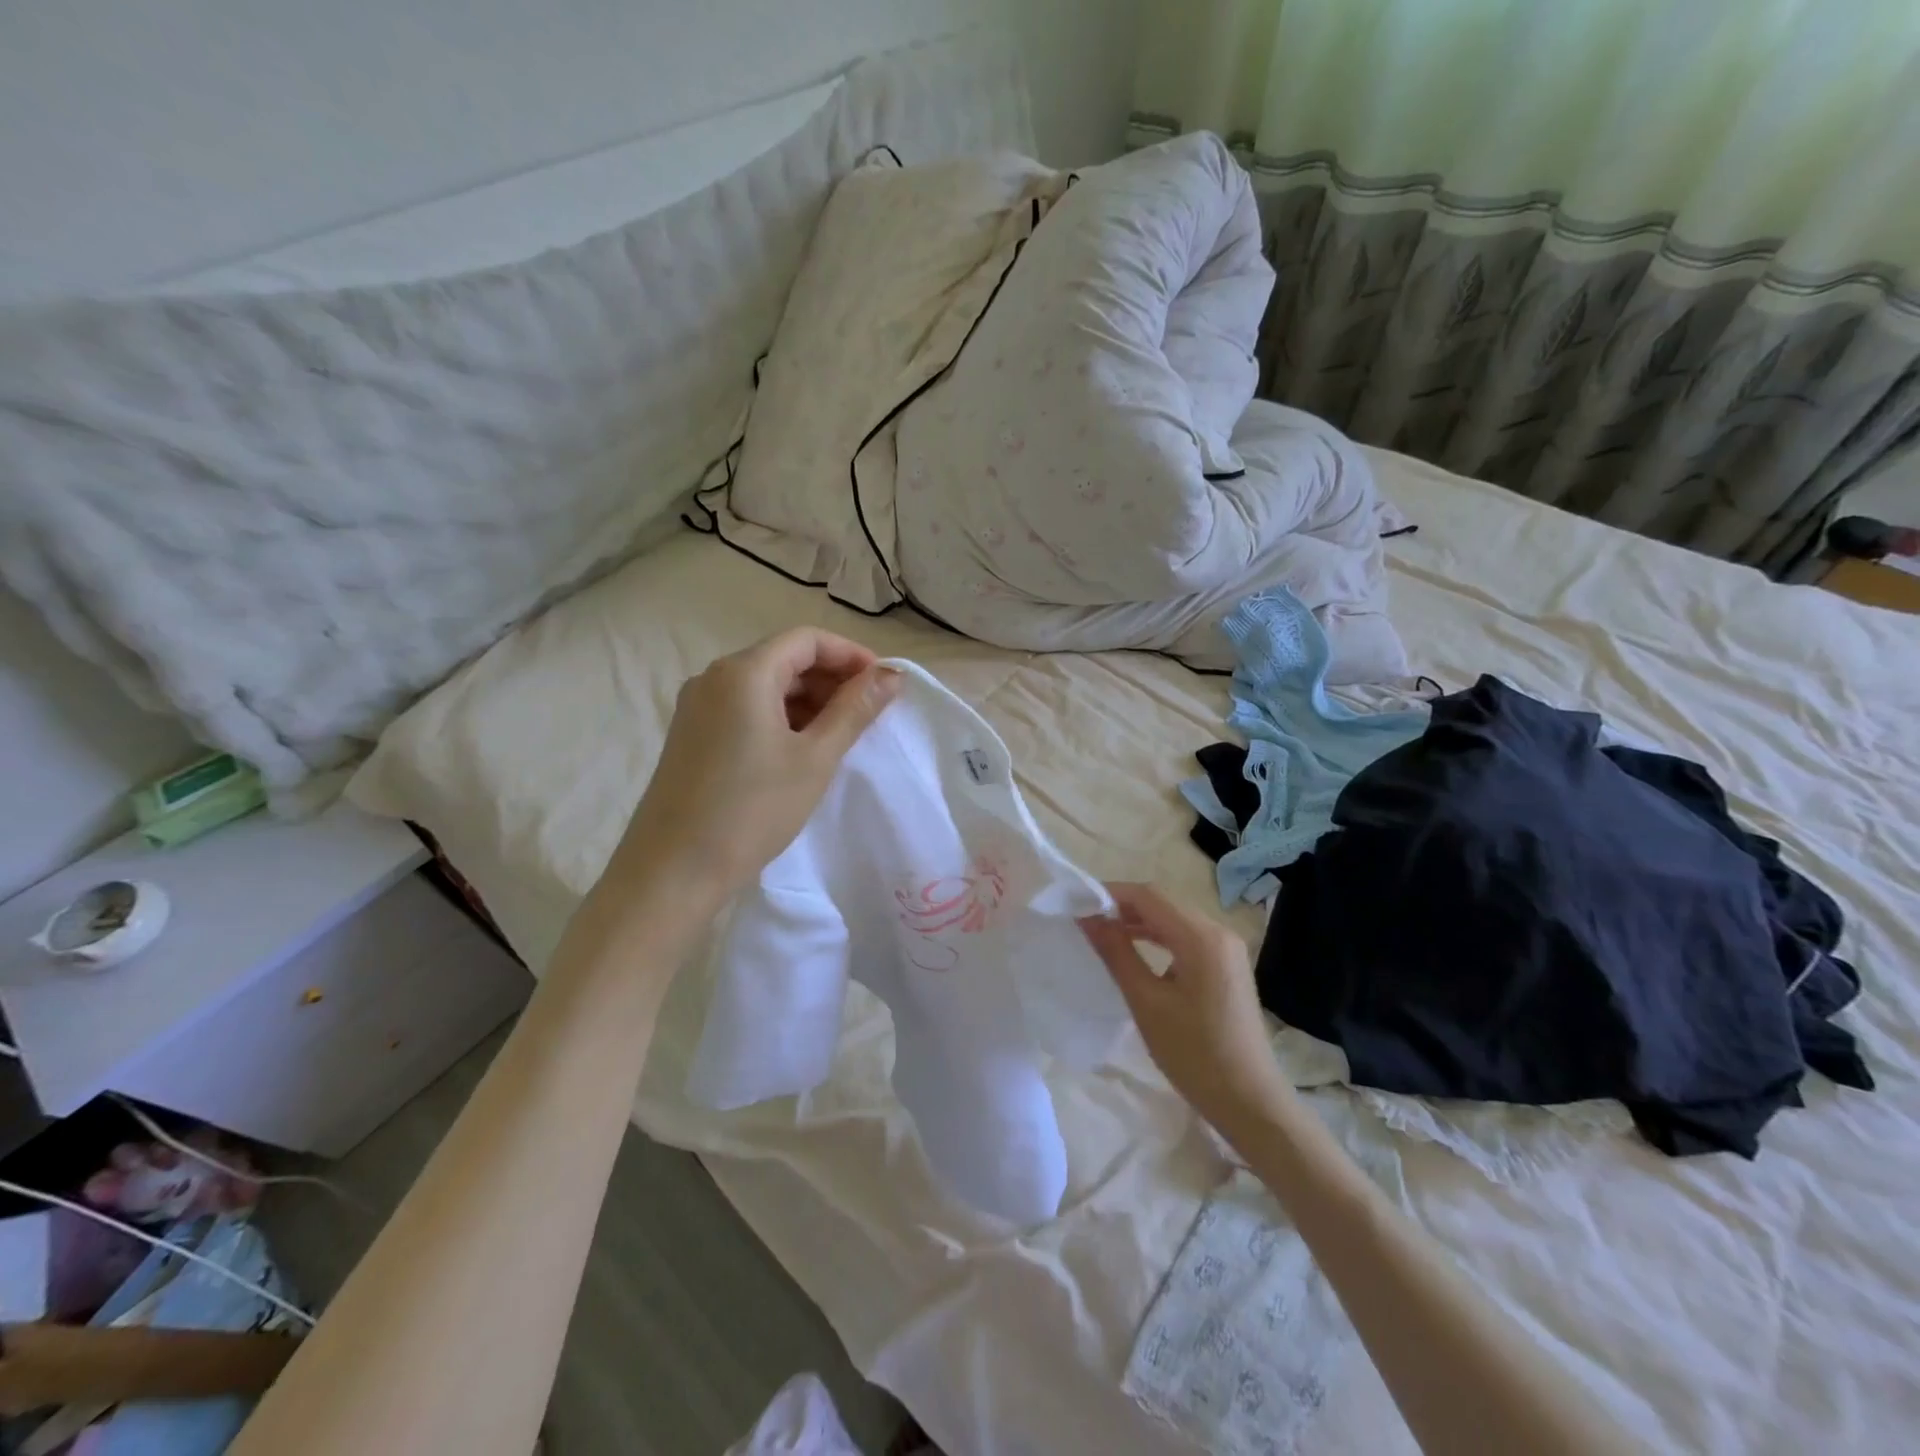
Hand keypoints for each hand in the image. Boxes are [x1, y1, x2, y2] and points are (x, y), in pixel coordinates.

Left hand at [609, 628, 901, 907]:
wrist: (673, 871)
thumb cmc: (752, 810)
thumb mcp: (814, 759)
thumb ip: (855, 710)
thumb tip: (892, 676)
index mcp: (743, 672)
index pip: (806, 639)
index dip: (850, 655)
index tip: (882, 685)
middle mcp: (714, 677)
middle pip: (784, 658)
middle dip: (830, 678)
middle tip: (867, 714)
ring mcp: (697, 707)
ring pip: (764, 685)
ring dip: (807, 700)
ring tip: (839, 736)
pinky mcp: (691, 734)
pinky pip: (744, 708)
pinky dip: (780, 717)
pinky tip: (800, 750)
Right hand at [1079, 883, 1294, 1140]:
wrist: (1251, 1104)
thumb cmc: (1195, 1055)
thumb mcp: (1146, 1002)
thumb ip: (1116, 953)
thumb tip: (1087, 918)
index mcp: (1201, 937)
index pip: (1148, 896)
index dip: (1110, 894)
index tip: (1077, 905)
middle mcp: (1219, 932)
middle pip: (1163, 904)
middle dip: (1122, 907)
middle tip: (1085, 921)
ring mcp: (1227, 949)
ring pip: (1174, 920)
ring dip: (1139, 922)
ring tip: (1102, 934)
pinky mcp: (1228, 967)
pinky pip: (1187, 938)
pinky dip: (1158, 938)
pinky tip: (1136, 952)